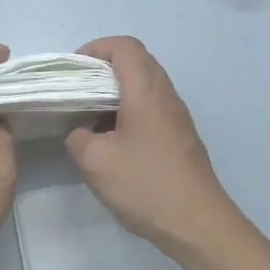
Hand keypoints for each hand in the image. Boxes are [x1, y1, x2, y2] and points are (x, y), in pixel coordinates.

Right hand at [64, 36, 245, 261]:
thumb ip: (77, 136)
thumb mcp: (94, 161)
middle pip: (136, 62)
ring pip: (143, 87)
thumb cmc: (144, 184)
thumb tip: (81, 131)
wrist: (197, 223)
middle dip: (102, 70)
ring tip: (88, 119)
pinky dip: (127, 112)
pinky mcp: (179, 138)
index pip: (124, 46)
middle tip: (75, 93)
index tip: (73, 72)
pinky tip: (111, 142)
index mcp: (146, 91)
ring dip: (114, 94)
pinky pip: (150, 109)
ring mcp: (177, 117)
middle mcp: (166, 95)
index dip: (95, 49)